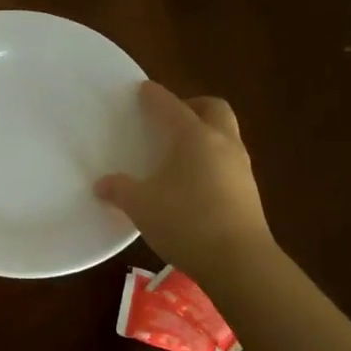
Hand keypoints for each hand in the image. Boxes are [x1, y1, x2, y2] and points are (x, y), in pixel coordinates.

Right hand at [95, 81, 272, 280]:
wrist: (238, 260)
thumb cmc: (185, 221)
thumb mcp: (141, 205)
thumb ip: (119, 190)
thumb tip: (102, 185)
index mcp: (193, 136)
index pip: (171, 106)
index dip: (155, 96)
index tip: (143, 89)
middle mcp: (222, 143)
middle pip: (213, 108)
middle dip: (193, 106)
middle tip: (171, 118)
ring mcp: (240, 167)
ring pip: (225, 135)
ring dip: (205, 134)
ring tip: (179, 152)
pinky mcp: (249, 191)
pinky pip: (228, 161)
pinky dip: (211, 160)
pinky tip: (193, 182)